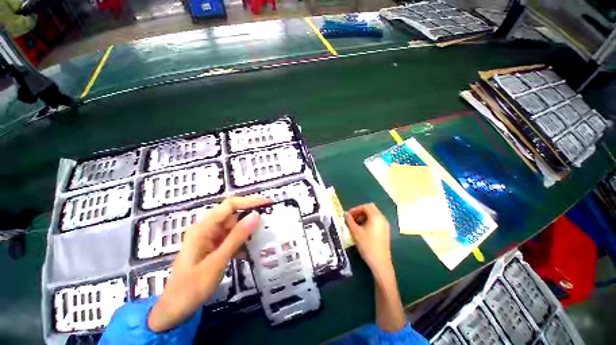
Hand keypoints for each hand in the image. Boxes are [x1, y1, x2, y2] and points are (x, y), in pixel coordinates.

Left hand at [148, 196, 270, 331]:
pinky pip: (225, 245)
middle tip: (272, 224)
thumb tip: (255, 216)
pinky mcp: (208, 253)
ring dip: (245, 235)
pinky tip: (251, 253)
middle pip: (229, 218)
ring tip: (266, 238)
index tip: (269, 203)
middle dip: (249, 219)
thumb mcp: (218, 261)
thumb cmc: (195, 284)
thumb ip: (236, 238)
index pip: (228, 206)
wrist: (178, 304)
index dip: (249, 202)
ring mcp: (205, 243)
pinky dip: (238, 247)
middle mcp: (203, 231)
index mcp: (202, 228)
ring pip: (229, 232)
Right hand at [344, 203, 392, 276]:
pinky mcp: (385, 231)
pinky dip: (369, 222)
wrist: (380, 260)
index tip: (347, 216)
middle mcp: (382, 218)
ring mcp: (385, 225)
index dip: (355, 209)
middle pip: (371, 209)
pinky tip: (363, 232)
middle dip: (360, 213)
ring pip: (374, 216)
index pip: (366, 206)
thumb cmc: (367, 246)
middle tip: (351, 220)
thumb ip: (350, 222)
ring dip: (364, 218)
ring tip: (355, 226)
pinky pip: (377, 222)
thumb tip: (346, 215)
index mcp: (376, 216)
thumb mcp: (356, 233)